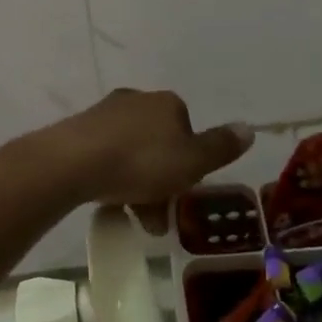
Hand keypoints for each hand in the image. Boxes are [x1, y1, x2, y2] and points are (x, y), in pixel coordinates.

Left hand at [49, 90, 250, 226]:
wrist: (72, 162)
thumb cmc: (141, 162)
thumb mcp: (191, 161)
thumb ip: (221, 147)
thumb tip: (249, 128)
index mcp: (167, 103)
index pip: (188, 132)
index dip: (189, 165)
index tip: (183, 195)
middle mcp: (137, 100)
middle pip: (159, 145)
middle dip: (162, 182)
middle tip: (157, 218)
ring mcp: (105, 114)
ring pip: (132, 154)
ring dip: (138, 187)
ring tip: (134, 220)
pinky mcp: (79, 131)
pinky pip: (105, 158)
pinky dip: (112, 179)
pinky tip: (109, 203)